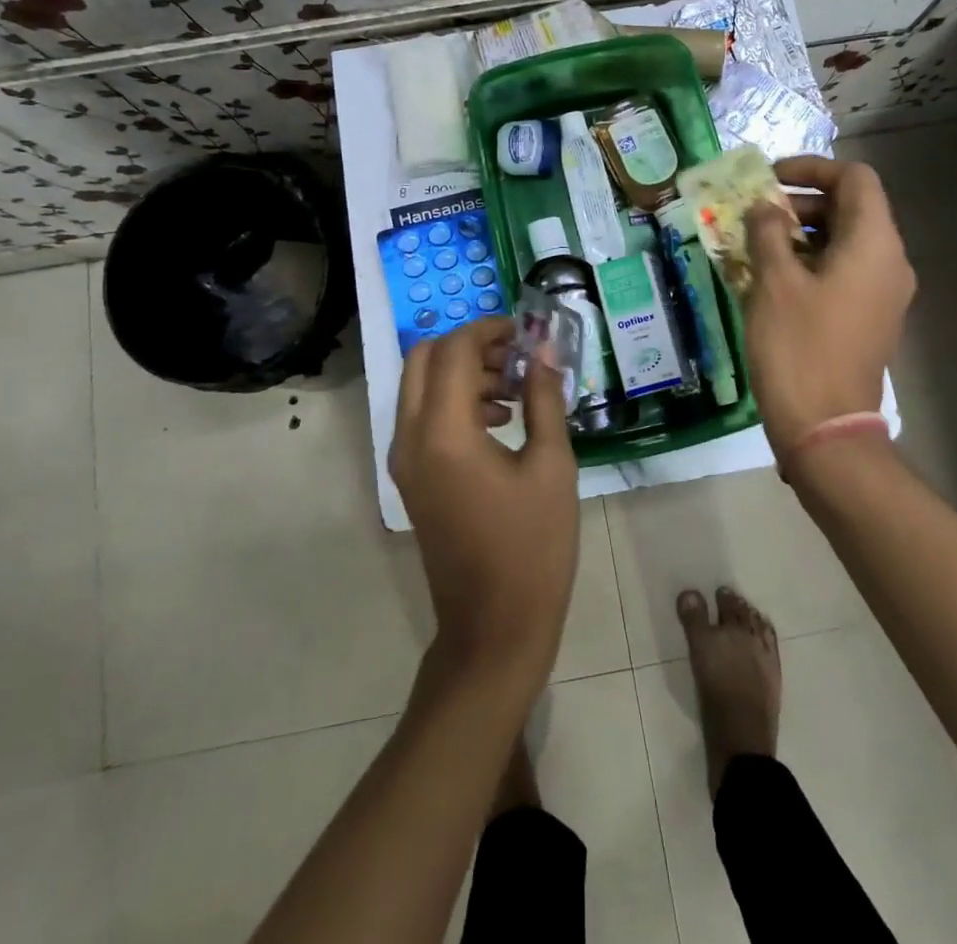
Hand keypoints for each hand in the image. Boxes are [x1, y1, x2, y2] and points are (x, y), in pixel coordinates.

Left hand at [389, 318, 578, 689]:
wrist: (493, 627)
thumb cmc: (533, 547)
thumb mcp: (552, 466)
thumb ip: (544, 399)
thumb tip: (544, 349)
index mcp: (443, 433)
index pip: (453, 351)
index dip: (488, 329)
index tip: (525, 330)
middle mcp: (410, 438)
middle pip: (422, 358)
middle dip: (468, 345)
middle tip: (515, 354)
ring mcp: (403, 460)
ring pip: (419, 386)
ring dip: (461, 372)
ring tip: (516, 388)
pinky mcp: (410, 477)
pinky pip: (422, 416)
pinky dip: (453, 401)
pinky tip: (501, 419)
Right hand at [741, 156, 914, 470]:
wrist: (825, 426)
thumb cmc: (798, 346)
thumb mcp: (774, 282)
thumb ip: (768, 233)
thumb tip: (765, 208)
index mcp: (874, 244)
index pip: (855, 179)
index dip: (813, 168)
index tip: (770, 178)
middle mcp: (889, 262)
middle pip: (852, 208)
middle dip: (802, 202)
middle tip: (756, 212)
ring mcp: (882, 293)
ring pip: (846, 241)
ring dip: (803, 233)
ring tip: (756, 243)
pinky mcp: (869, 317)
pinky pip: (844, 271)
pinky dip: (811, 261)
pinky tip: (772, 276)